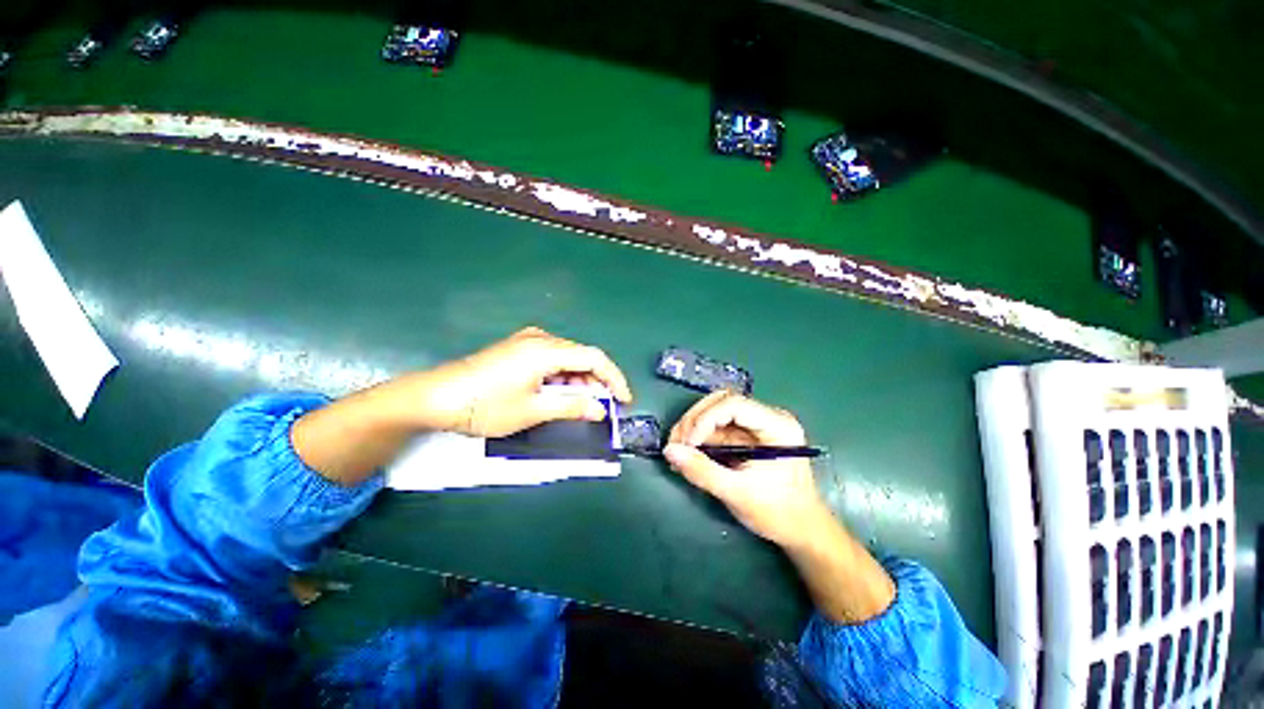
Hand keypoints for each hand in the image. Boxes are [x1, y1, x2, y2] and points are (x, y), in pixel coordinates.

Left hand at [415, 327, 632, 437]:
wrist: (434, 397)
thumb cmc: (485, 405)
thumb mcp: (532, 410)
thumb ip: (572, 407)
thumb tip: (600, 410)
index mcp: (546, 349)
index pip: (594, 358)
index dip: (614, 378)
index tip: (624, 400)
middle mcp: (540, 339)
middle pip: (582, 356)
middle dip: (597, 382)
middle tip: (603, 407)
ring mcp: (527, 342)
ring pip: (567, 359)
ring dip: (579, 381)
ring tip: (582, 405)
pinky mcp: (518, 349)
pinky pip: (552, 360)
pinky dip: (562, 377)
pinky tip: (559, 394)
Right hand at [664, 391, 830, 547]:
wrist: (801, 531)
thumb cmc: (779, 512)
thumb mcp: (738, 493)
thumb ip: (703, 471)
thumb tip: (669, 451)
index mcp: (777, 425)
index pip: (734, 405)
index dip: (705, 419)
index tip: (688, 444)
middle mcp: (767, 417)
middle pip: (721, 402)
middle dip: (694, 420)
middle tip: (676, 444)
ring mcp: (756, 426)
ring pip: (715, 412)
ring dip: (692, 428)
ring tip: (677, 450)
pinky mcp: (746, 436)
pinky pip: (716, 428)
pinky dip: (698, 438)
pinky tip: (686, 454)